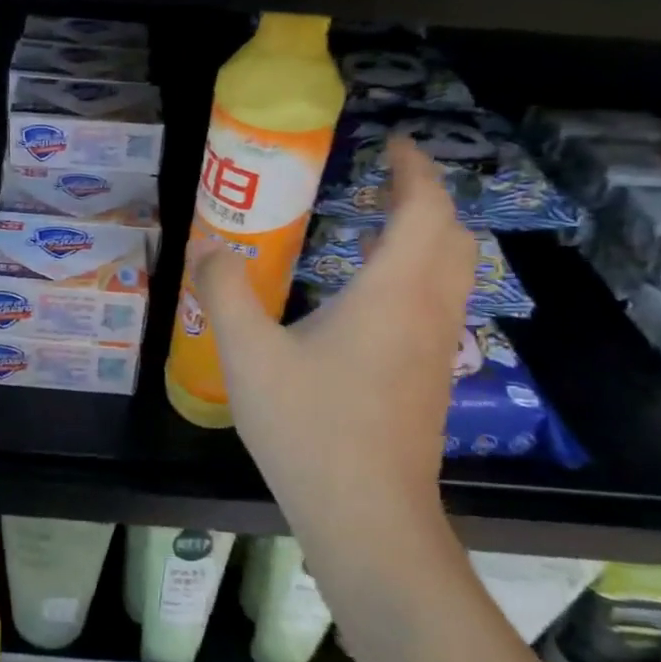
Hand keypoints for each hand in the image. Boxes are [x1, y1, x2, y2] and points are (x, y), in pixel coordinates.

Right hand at [193, 136, 475, 537]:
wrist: (368, 517)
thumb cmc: (310, 428)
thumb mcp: (248, 354)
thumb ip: (223, 291)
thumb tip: (207, 247)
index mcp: (393, 292)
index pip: (425, 209)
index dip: (415, 169)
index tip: (394, 144)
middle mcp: (428, 311)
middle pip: (452, 234)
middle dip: (426, 197)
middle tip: (384, 180)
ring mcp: (437, 348)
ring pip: (453, 271)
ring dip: (428, 235)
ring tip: (379, 225)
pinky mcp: (432, 378)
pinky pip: (440, 302)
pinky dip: (420, 273)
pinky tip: (373, 295)